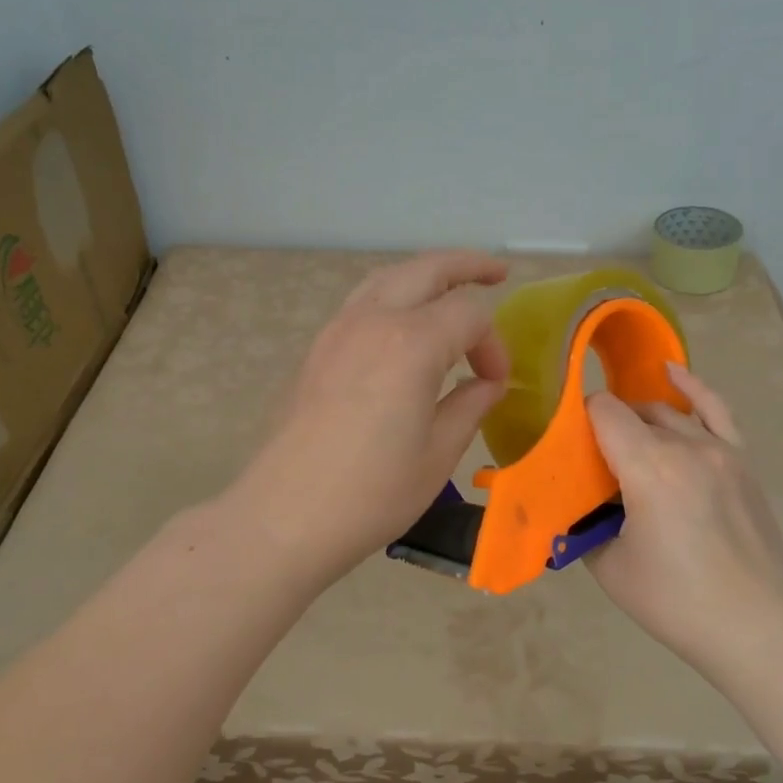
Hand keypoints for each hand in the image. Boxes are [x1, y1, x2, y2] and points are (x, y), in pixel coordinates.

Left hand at [234, 251, 509, 576]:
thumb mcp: (438, 454)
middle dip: (467, 266)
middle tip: (498, 272)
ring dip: (424, 274)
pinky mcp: (317, 349)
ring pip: (388, 278)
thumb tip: (488, 383)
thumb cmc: (371, 493)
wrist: (285, 516)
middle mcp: (373, 321)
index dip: (493, 345)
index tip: (497, 382)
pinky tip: (404, 324)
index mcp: (411, 343)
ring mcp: (337, 331)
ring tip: (451, 286)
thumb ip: (470, 405)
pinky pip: (362, 302)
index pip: (469, 317)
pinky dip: (393, 296)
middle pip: (426, 270)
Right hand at [587, 363, 782, 677]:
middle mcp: (685, 445)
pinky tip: (671, 373)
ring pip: (667, 413)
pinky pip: (715, 410)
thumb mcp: (609, 567)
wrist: (757, 629)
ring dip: (640, 420)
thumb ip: (583, 525)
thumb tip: (573, 506)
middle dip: (606, 427)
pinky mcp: (742, 461)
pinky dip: (692, 388)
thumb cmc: (676, 602)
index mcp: (648, 467)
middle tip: (592, 463)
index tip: (569, 449)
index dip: (579, 421)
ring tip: (624, 443)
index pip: (604, 412)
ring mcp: (720, 450)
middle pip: (633, 412)